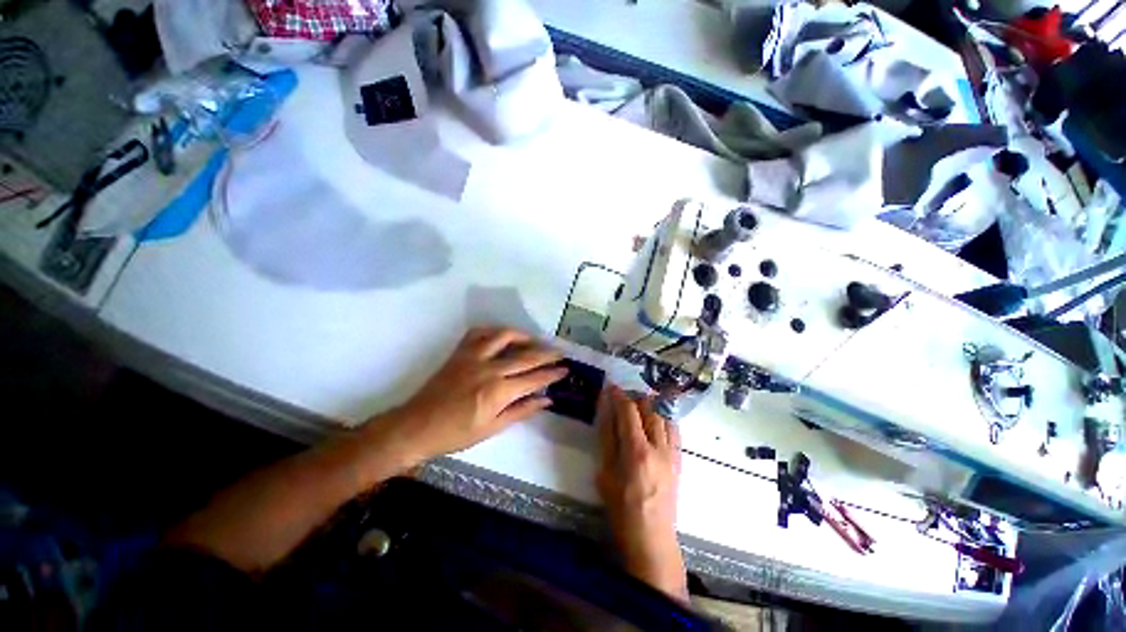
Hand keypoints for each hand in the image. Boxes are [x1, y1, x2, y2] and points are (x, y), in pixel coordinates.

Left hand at [379, 327, 567, 465]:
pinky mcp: (461, 352)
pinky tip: (504, 336)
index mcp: (498, 392)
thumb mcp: (493, 428)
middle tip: (561, 352)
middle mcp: (489, 369)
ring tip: (535, 340)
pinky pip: (481, 332)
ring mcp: (473, 357)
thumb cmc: (456, 434)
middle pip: (526, 356)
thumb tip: (547, 400)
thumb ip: (522, 410)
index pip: (534, 378)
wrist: (417, 426)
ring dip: (524, 336)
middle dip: (547, 353)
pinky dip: (495, 330)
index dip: (552, 373)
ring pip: (505, 336)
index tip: (566, 369)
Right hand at [595, 385, 687, 602]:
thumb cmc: (621, 509)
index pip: (629, 411)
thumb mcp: (605, 473)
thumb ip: (606, 438)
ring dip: (651, 405)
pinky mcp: (679, 460)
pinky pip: (675, 430)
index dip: (619, 395)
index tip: (611, 386)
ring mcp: (672, 453)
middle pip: (650, 408)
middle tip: (623, 396)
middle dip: (635, 396)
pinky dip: (664, 418)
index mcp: (636, 450)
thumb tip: (605, 411)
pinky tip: (656, 419)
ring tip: (639, 404)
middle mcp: (658, 446)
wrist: (651, 538)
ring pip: (664, 416)